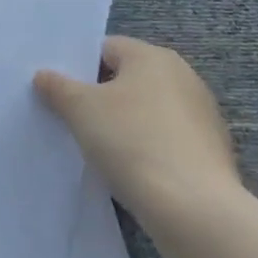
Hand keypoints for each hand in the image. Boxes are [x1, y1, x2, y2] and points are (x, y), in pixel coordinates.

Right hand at [35, 36, 241, 229]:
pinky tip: (130, 169)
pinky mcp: (212, 151)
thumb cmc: (131, 141)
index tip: (59, 92)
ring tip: (98, 147)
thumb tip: (45, 76)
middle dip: (99, 96)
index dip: (78, 67)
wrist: (193, 208)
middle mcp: (184, 76)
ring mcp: (203, 115)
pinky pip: (166, 138)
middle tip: (71, 117)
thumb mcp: (79, 108)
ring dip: (123, 123)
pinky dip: (147, 147)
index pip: (105, 48)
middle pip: (127, 78)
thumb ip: (57, 86)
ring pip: (147, 110)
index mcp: (153, 57)